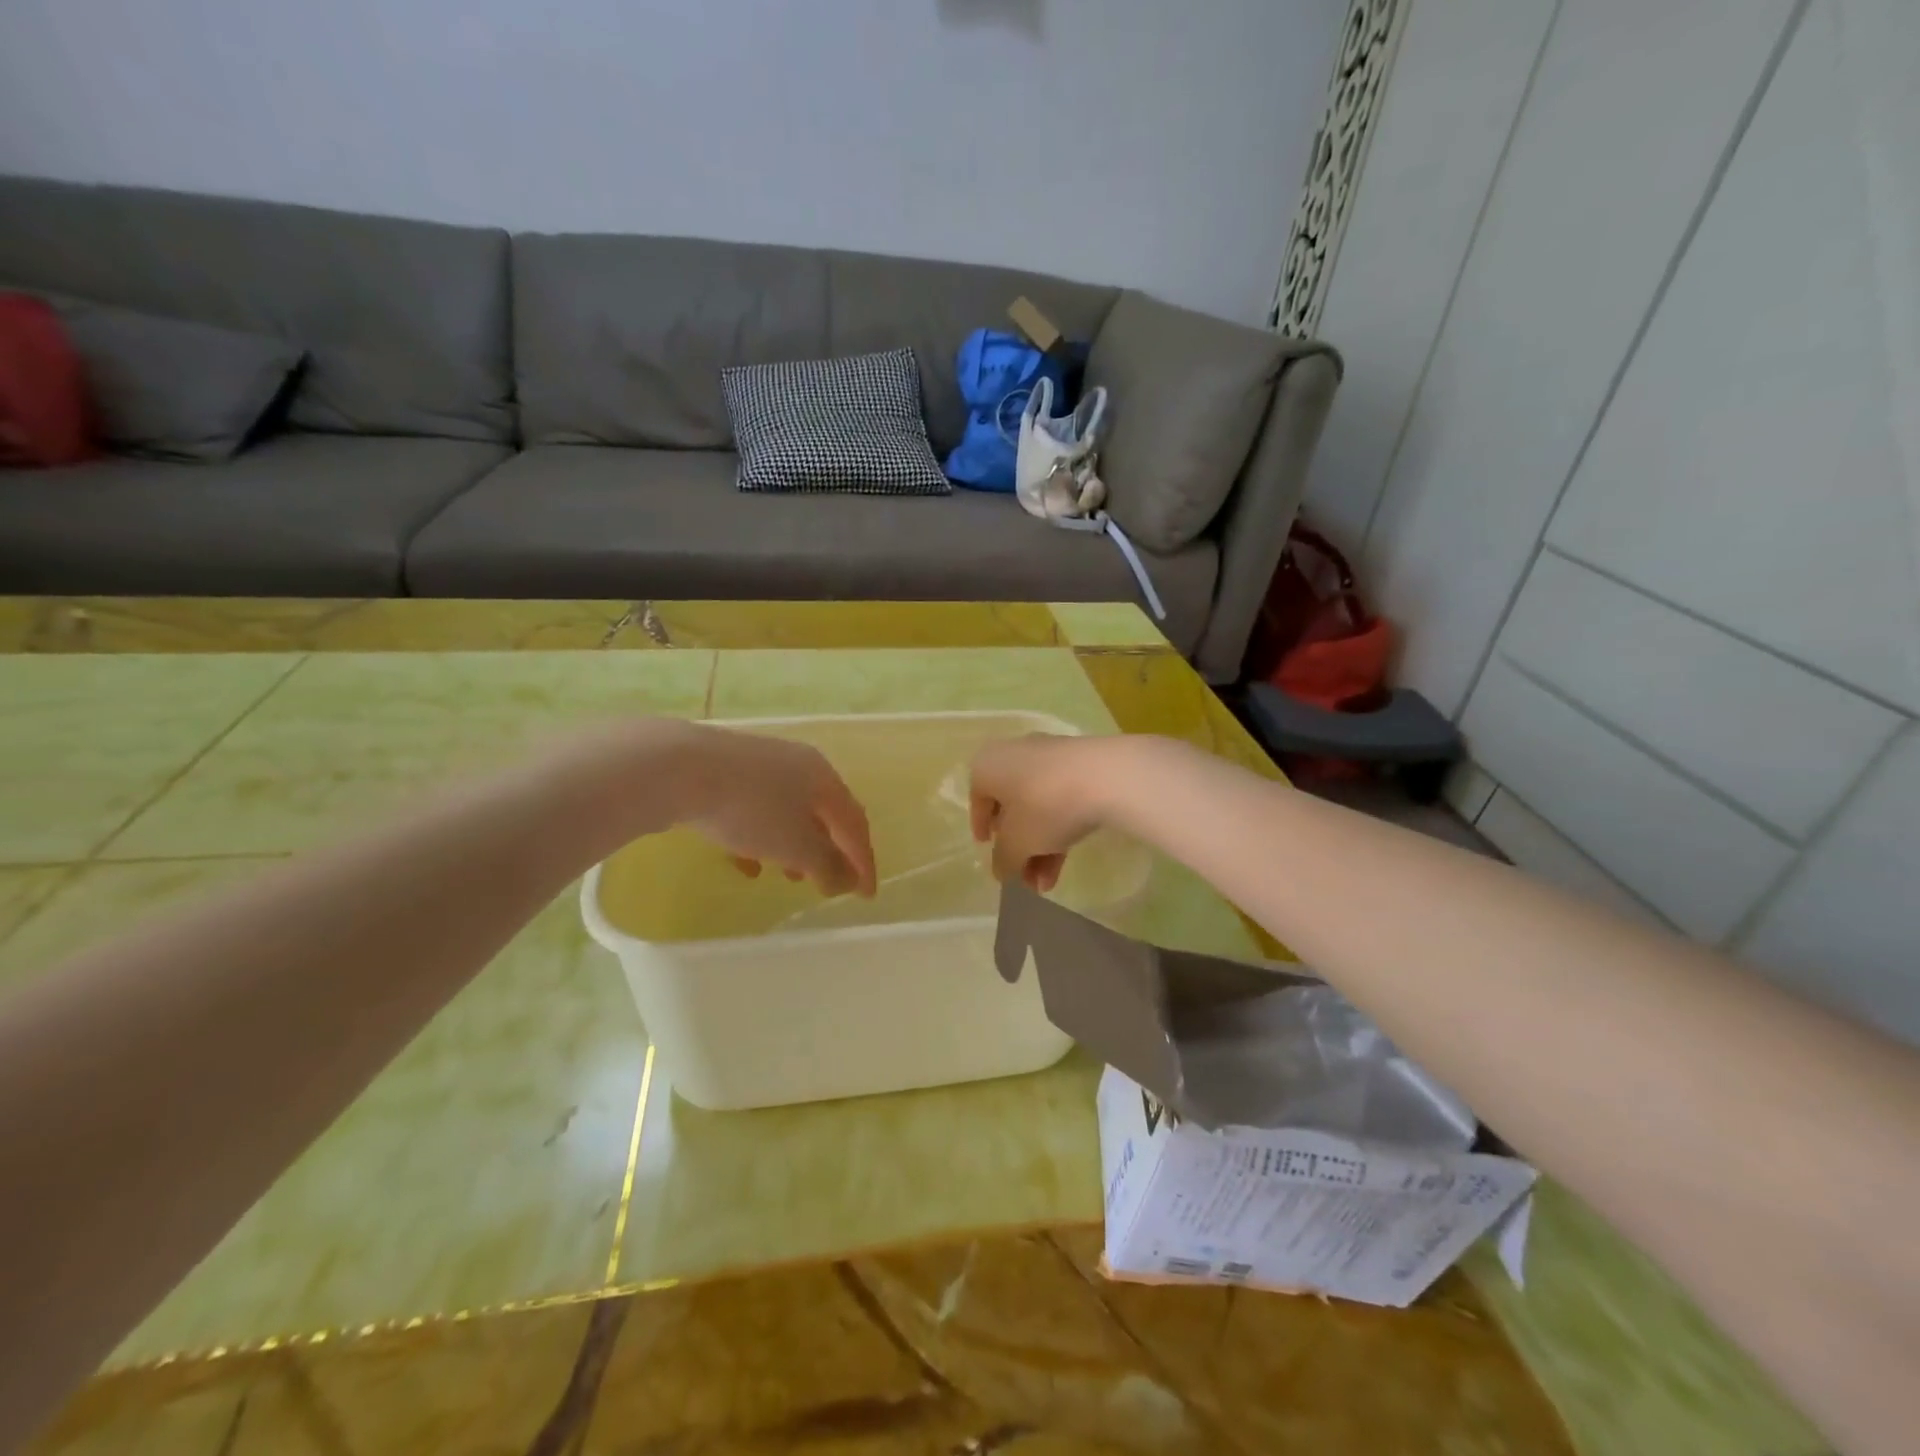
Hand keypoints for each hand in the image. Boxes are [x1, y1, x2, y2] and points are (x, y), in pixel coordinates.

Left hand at [679, 725, 876, 897]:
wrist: (678, 768)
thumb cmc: (750, 808)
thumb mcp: (794, 845)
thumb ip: (826, 865)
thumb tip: (847, 880)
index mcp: (824, 778)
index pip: (855, 824)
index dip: (864, 861)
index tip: (867, 895)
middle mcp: (798, 766)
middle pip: (824, 815)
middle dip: (830, 851)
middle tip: (829, 884)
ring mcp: (760, 766)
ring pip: (788, 813)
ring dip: (795, 847)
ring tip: (789, 876)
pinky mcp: (726, 773)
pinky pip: (755, 811)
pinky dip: (760, 839)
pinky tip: (745, 862)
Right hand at [968, 734, 1115, 891]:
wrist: (1107, 776)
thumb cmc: (1045, 805)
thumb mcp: (1017, 843)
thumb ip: (1004, 860)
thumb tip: (1002, 871)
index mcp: (988, 765)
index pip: (977, 799)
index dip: (981, 828)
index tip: (988, 850)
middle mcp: (1015, 755)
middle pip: (1011, 808)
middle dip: (1017, 848)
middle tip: (1023, 878)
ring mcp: (1050, 758)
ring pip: (1038, 808)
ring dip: (1039, 848)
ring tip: (1046, 885)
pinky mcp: (1080, 766)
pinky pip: (1061, 801)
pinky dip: (1058, 830)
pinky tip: (1064, 865)